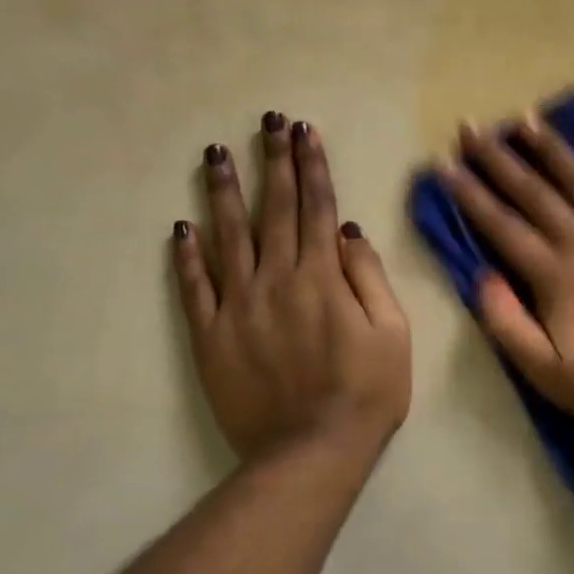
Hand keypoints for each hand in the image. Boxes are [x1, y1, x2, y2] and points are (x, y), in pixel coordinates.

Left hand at [173, 113, 410, 465]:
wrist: (311, 451)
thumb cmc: (367, 391)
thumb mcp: (392, 332)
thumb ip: (368, 277)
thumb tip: (348, 231)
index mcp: (322, 276)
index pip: (316, 206)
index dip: (311, 165)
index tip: (304, 131)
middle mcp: (277, 279)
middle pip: (274, 209)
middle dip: (273, 161)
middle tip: (267, 121)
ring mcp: (238, 306)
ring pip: (228, 236)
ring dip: (224, 193)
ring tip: (216, 154)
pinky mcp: (210, 336)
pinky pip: (195, 288)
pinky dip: (187, 256)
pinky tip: (181, 227)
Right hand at [439, 113, 573, 436]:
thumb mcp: (547, 373)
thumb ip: (507, 323)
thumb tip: (480, 276)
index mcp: (555, 275)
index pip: (502, 225)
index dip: (470, 193)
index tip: (445, 163)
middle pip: (534, 192)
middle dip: (498, 158)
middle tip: (471, 126)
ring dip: (550, 149)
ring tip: (525, 118)